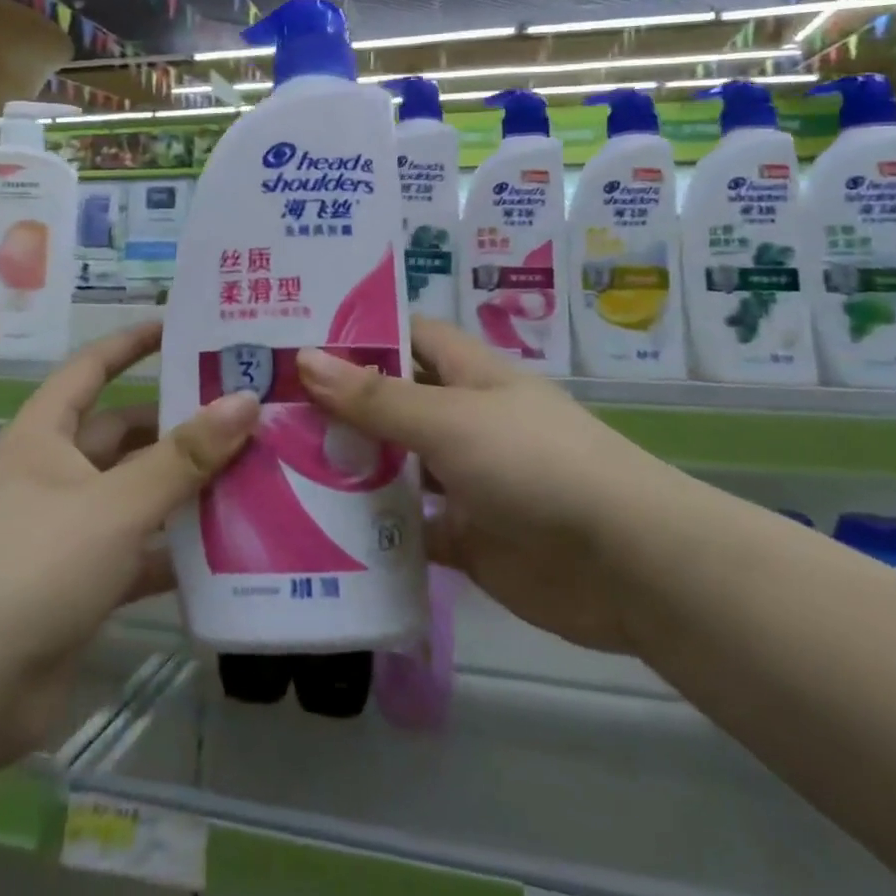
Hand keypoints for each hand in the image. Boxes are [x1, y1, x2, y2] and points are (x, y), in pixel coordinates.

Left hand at [0, 320, 256, 756]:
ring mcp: (64, 531)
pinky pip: (137, 551)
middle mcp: (52, 474)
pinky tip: (227, 550)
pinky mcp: (78, 584)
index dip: (132, 343)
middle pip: (123, 434)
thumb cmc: (34, 568)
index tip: (181, 327)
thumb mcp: (117, 504)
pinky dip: (174, 549)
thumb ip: (185, 456)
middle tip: (243, 413)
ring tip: (251, 473)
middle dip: (177, 425)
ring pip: (135, 494)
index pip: (90, 368)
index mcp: (43, 437)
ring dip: (183, 488)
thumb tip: (246, 401)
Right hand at [297, 318, 645, 655]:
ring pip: (398, 467)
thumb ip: (377, 398)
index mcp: (471, 376)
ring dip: (352, 468)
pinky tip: (319, 532)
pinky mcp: (467, 538)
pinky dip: (374, 531)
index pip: (411, 337)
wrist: (626, 563)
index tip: (300, 337)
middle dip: (342, 405)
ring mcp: (467, 481)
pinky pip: (410, 529)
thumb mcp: (450, 420)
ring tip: (278, 466)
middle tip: (269, 408)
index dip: (363, 332)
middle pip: (395, 403)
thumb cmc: (534, 464)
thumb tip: (305, 359)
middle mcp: (466, 421)